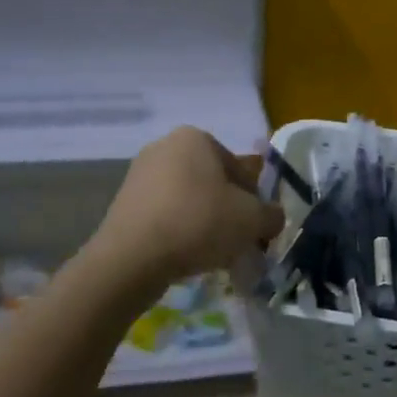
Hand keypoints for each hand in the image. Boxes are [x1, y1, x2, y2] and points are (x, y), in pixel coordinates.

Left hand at [90, 127, 284, 287]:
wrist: (132, 259)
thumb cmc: (199, 223)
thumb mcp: (253, 220)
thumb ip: (272, 215)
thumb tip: (272, 218)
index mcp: (197, 138)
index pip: (240, 169)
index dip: (255, 201)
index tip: (256, 227)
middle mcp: (165, 146)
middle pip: (213, 183)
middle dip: (228, 211)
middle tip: (238, 241)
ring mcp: (140, 174)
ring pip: (189, 200)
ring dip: (204, 222)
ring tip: (212, 254)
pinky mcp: (123, 203)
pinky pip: (165, 215)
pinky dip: (179, 232)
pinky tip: (185, 256)